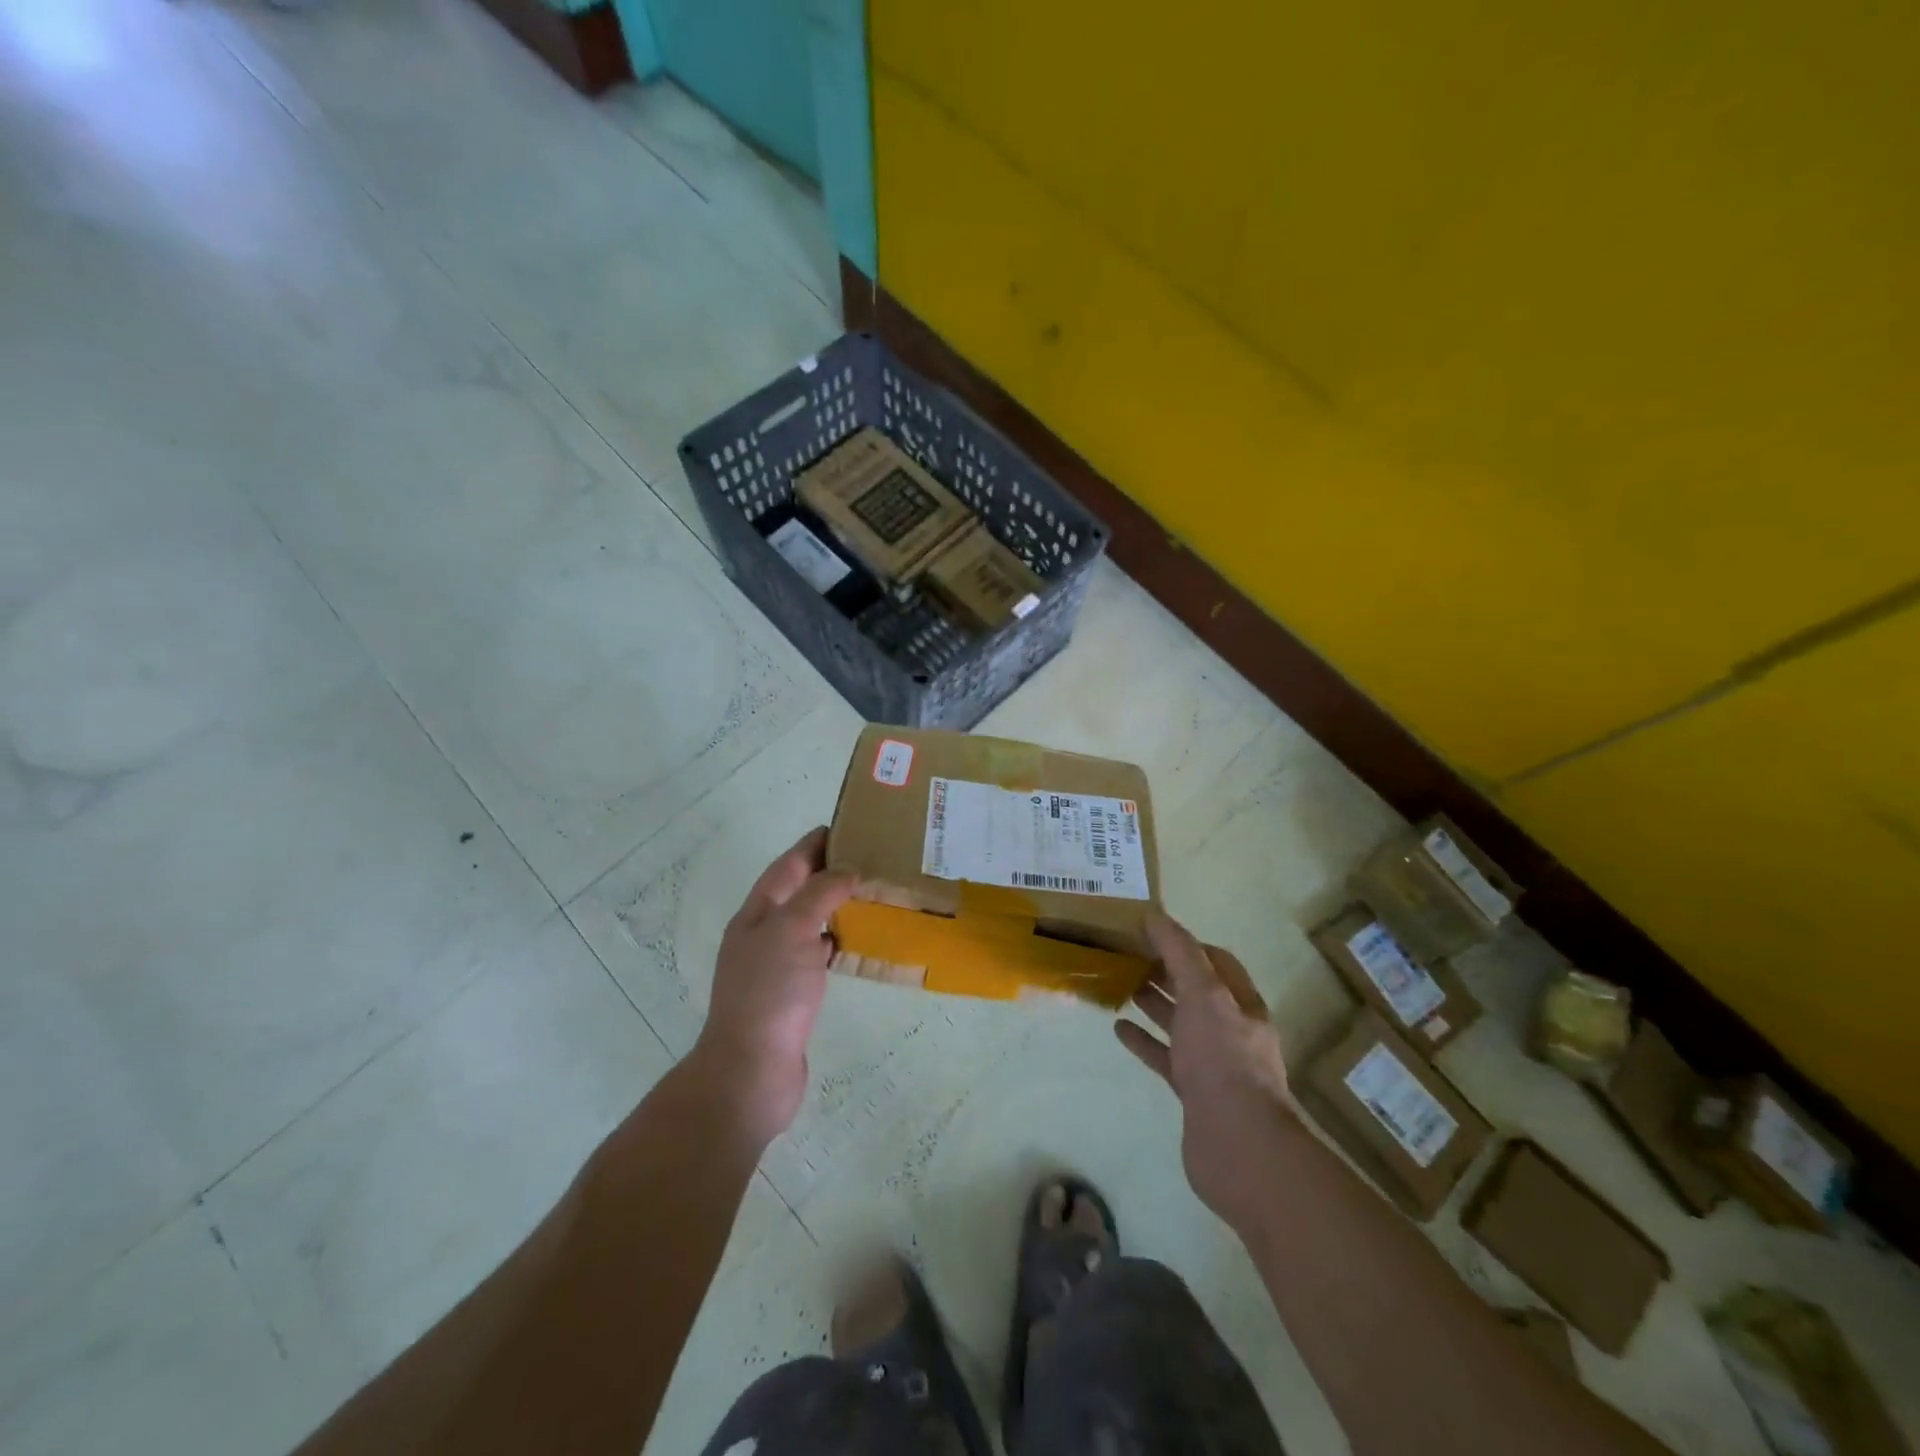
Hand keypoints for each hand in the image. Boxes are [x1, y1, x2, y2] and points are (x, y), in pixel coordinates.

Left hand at [688, 827, 857, 1146]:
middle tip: (868, 859)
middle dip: (827, 872)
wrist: (751, 1071)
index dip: (812, 845)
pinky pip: (818, 954)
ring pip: (809, 923)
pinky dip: (837, 941)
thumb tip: (847, 870)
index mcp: (756, 914)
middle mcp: (763, 935)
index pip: (787, 866)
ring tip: (870, 894)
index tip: (846, 826)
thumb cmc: (769, 993)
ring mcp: (776, 967)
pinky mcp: (792, 995)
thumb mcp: (792, 930)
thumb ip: (820, 894)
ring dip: (834, 906)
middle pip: (797, 892)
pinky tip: (858, 942)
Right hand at [1115, 911, 1296, 1229]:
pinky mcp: (1194, 1092)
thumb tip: (1155, 914)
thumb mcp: (1203, 994)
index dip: (1185, 943)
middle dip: (1165, 972)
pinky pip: (1165, 1057)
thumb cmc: (1223, 1060)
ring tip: (1119, 985)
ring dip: (1153, 1003)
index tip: (1149, 932)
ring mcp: (1212, 1063)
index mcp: (1240, 1003)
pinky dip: (1144, 1041)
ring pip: (1179, 1023)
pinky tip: (1119, 1030)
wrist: (1238, 1146)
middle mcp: (1230, 1029)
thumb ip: (1179, 952)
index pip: (1215, 961)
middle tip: (1126, 956)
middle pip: (1195, 991)